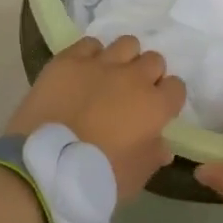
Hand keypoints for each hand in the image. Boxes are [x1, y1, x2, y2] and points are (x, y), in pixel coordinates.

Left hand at [8, 35, 186, 201]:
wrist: (45, 167)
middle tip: (132, 94)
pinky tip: (82, 72)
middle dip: (148, 75)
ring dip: (123, 59)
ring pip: (126, 44)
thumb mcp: (137, 176)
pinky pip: (89, 44)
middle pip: (153, 60)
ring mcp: (100, 65)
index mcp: (154, 106)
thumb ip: (154, 155)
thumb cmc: (98, 178)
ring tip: (109, 76)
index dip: (167, 98)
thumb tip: (162, 145)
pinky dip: (90, 55)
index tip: (156, 111)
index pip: (177, 87)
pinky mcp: (68, 61)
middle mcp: (132, 78)